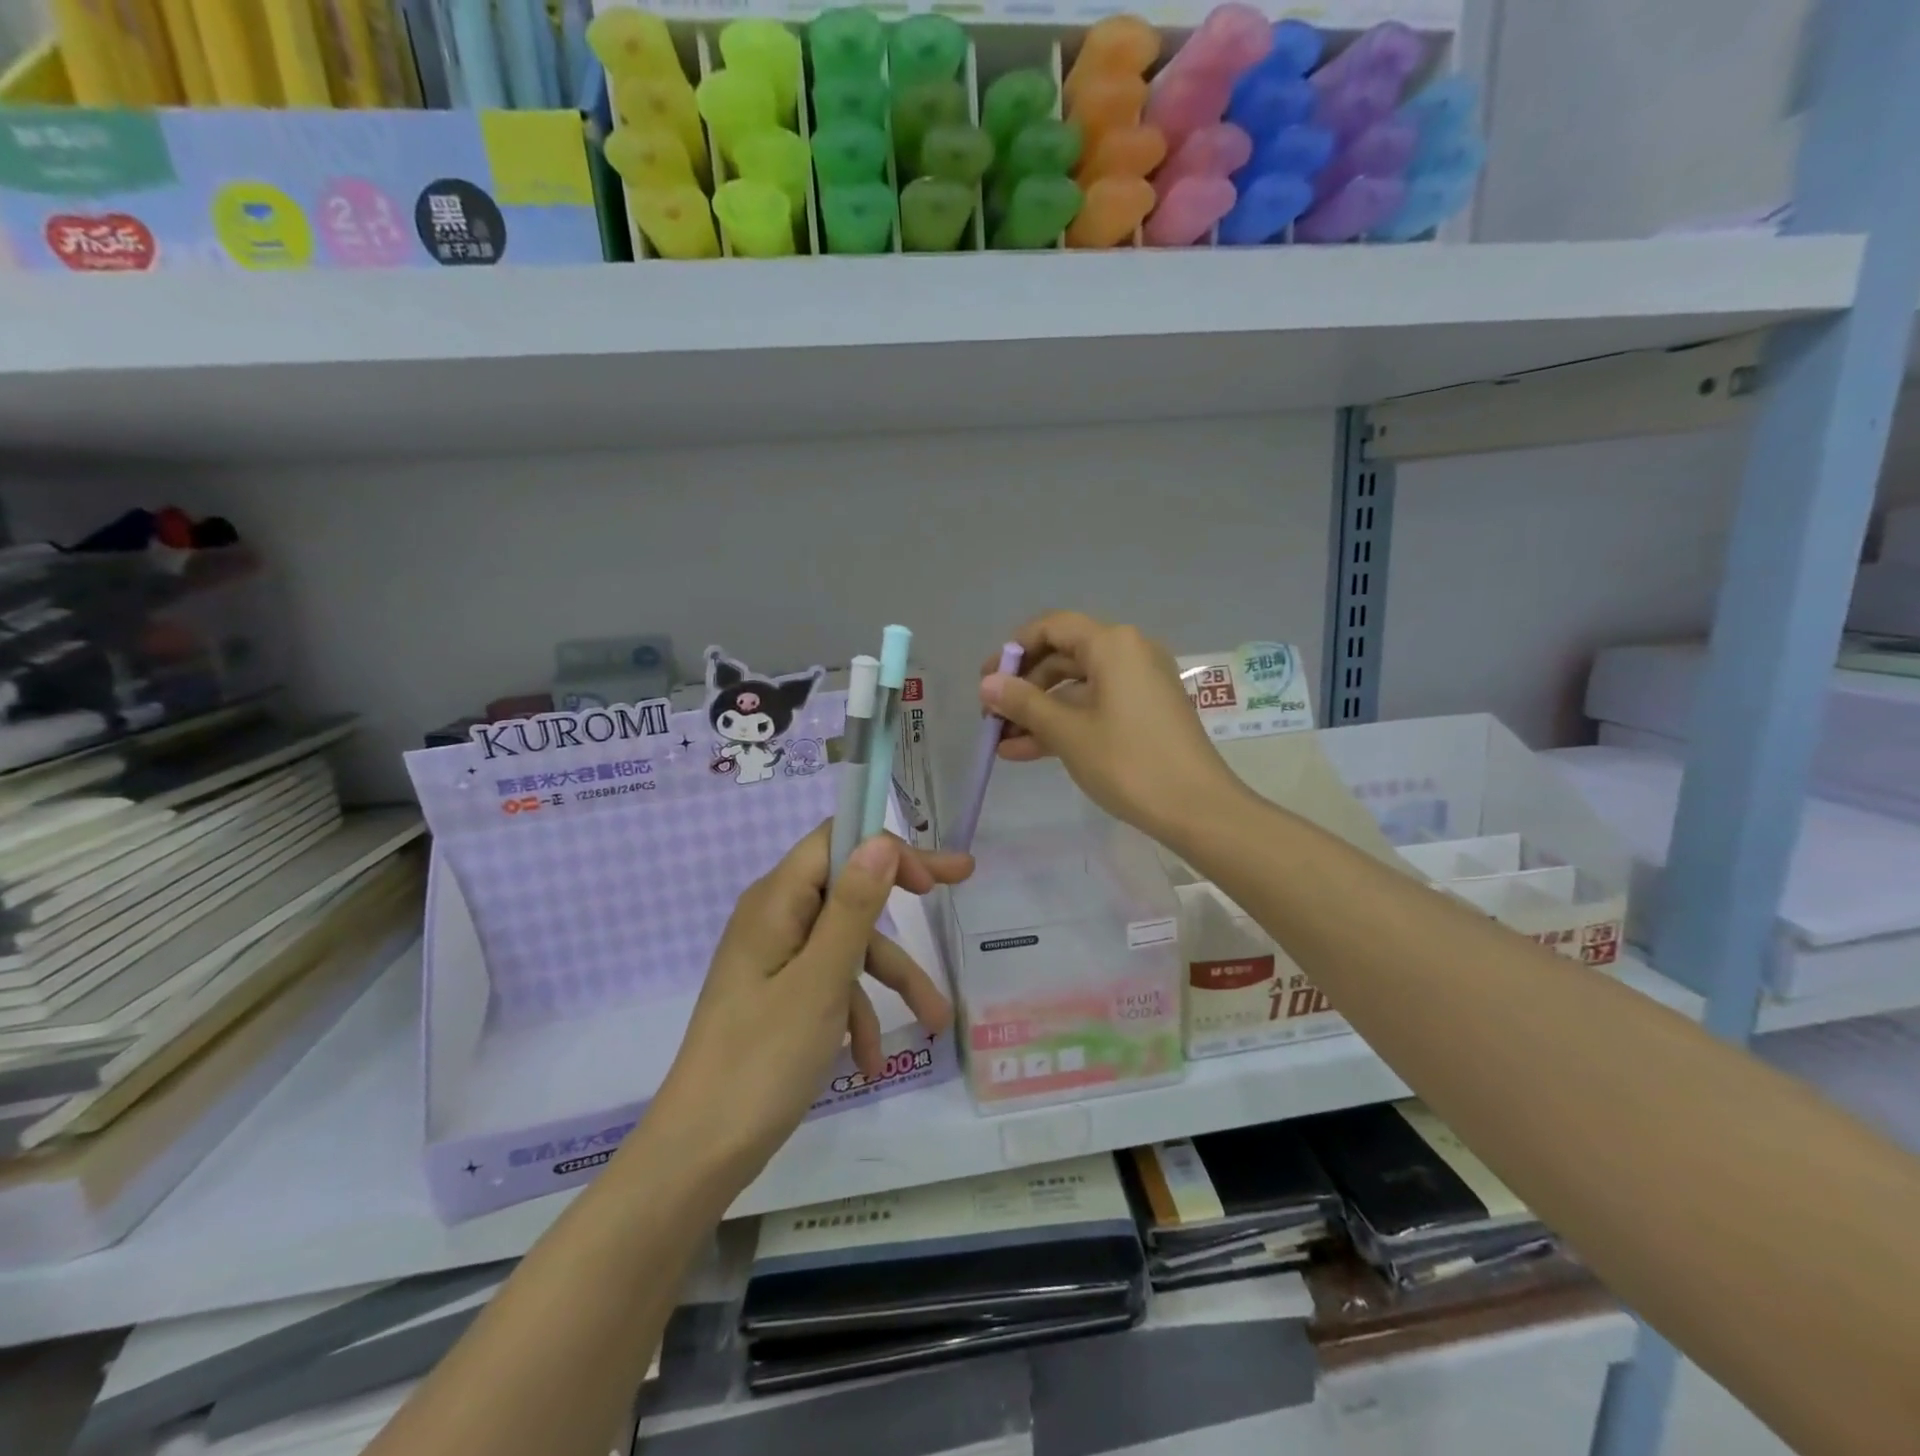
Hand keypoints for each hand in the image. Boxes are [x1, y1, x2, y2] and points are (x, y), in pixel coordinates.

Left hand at [650, 824, 971, 1188]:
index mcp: (776, 902)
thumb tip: (881, 842)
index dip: (887, 848)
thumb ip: (853, 907)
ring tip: (936, 1021)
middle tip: (959, 888)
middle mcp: (774, 919)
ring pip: (846, 948)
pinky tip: (871, 1060)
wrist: (699, 1153)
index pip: (837, 842)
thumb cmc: (762, 1060)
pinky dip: (856, 1012)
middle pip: (848, 892)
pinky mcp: (777, 996)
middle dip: (901, 908)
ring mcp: (774, 960)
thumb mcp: (821, 981)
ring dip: (889, 980)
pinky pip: (828, 985)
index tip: (933, 877)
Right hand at [981, 611, 1247, 845]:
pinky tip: (1026, 752)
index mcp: (1113, 644)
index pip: (1052, 627)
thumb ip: (1023, 703)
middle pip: (1064, 657)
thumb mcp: (1068, 732)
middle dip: (1023, 687)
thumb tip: (987, 684)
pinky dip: (1064, 724)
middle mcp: (1129, 653)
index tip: (987, 680)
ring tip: (1001, 742)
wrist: (1198, 809)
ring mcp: (1139, 685)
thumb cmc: (1128, 762)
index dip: (1014, 650)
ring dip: (1038, 712)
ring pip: (1077, 688)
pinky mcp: (1144, 713)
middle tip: (991, 716)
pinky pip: (1095, 708)